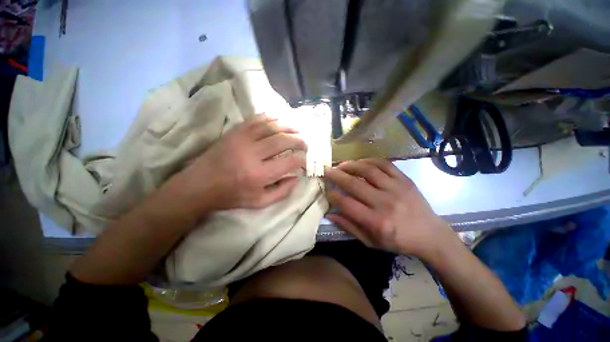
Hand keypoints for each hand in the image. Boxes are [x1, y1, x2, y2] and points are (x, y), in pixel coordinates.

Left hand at [175, 115, 306, 211]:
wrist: (200, 185)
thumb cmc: (231, 196)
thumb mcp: (259, 203)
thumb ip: (282, 192)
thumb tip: (297, 177)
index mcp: (259, 175)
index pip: (289, 162)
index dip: (302, 160)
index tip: (306, 160)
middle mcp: (252, 154)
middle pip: (283, 140)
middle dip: (299, 140)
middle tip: (305, 143)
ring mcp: (242, 140)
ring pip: (271, 126)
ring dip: (288, 127)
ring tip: (297, 130)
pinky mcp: (234, 132)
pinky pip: (256, 119)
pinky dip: (271, 118)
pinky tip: (279, 121)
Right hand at [324, 159, 453, 256]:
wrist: (430, 235)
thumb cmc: (398, 241)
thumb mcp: (371, 242)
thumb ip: (349, 227)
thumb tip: (330, 214)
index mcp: (376, 222)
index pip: (347, 204)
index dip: (333, 195)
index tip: (326, 189)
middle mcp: (385, 203)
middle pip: (354, 184)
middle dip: (336, 175)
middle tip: (327, 170)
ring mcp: (396, 188)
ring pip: (368, 170)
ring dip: (351, 165)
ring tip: (341, 165)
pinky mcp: (404, 180)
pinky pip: (384, 164)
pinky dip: (369, 160)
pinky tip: (360, 161)